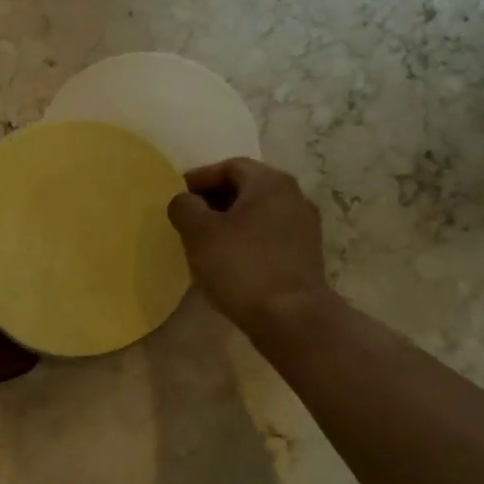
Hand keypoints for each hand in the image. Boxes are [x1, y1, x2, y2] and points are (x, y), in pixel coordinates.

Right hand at [168, 158, 331, 332]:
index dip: (199, 178)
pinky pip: (269, 236)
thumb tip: (185, 201)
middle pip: (247, 188)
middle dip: (215, 200)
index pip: (229, 167)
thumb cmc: (241, 266)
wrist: (290, 317)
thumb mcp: (199, 233)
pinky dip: (247, 240)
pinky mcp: (306, 256)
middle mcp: (293, 197)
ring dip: (231, 222)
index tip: (177, 196)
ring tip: (205, 242)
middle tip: (188, 219)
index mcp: (269, 182)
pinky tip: (229, 261)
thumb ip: (184, 207)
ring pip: (259, 214)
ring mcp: (304, 227)